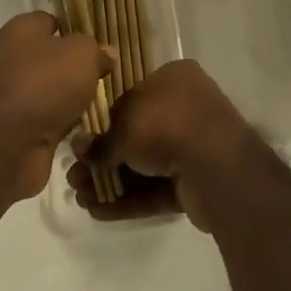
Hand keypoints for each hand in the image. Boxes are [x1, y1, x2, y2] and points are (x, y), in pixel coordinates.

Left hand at [0, 12, 111, 201]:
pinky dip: (64, 121)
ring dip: (72, 96)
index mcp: (22, 30)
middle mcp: (12, 57)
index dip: (75, 28)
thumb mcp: (83, 54)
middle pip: (52, 56)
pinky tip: (86, 125)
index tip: (99, 43)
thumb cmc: (46, 83)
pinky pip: (49, 116)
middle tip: (105, 73)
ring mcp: (13, 93)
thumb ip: (97, 50)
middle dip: (77, 66)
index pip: (51, 20)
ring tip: (101, 100)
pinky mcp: (17, 126)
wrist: (10, 145)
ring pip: (52, 88)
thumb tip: (107, 54)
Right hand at [66, 59, 252, 230]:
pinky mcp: (196, 182)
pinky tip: (98, 211)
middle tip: (74, 177)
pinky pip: (156, 189)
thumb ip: (100, 140)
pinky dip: (129, 199)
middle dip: (103, 159)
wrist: (216, 166)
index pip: (132, 97)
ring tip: (79, 198)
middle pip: (136, 134)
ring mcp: (193, 147)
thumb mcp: (124, 126)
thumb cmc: (167, 125)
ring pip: (144, 165)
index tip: (81, 142)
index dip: (104, 122)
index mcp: (174, 79)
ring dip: (112, 181)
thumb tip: (78, 147)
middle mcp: (186, 107)